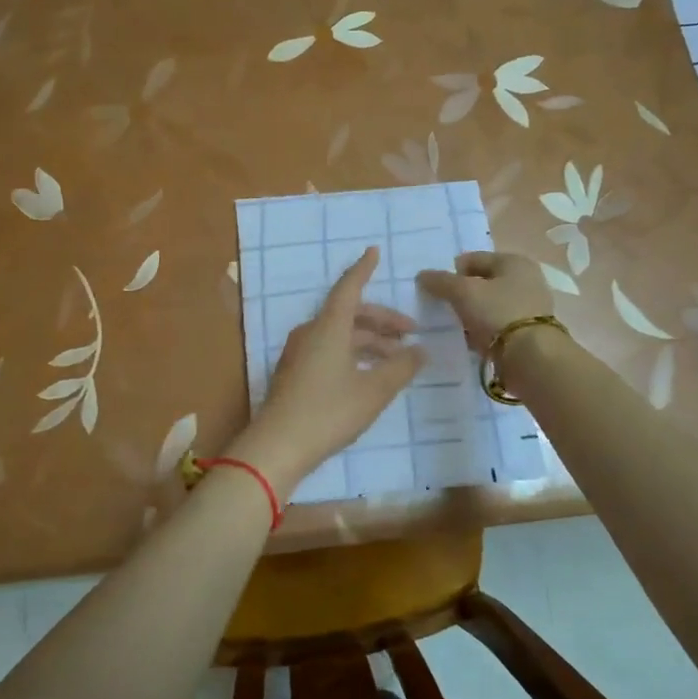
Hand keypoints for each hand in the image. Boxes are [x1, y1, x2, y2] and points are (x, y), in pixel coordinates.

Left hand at [233, 247, 425, 500]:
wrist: (278, 446)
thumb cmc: (329, 411)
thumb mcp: (374, 391)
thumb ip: (400, 368)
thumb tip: (420, 351)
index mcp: (329, 327)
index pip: (349, 288)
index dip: (363, 269)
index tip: (374, 252)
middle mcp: (312, 333)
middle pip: (350, 314)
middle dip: (382, 320)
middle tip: (411, 333)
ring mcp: (300, 354)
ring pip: (341, 335)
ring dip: (370, 341)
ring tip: (397, 358)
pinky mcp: (295, 374)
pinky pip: (330, 351)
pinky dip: (353, 354)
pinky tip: (370, 374)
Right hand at [416, 251, 551, 353]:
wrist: (531, 357)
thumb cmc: (498, 313)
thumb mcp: (464, 292)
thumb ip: (441, 281)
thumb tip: (422, 275)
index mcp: (513, 262)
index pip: (473, 259)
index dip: (451, 272)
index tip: (435, 290)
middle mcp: (525, 280)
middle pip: (482, 282)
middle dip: (461, 294)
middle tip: (443, 308)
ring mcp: (528, 307)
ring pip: (488, 306)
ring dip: (471, 314)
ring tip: (454, 327)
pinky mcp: (527, 332)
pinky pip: (496, 326)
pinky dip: (482, 331)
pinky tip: (469, 340)